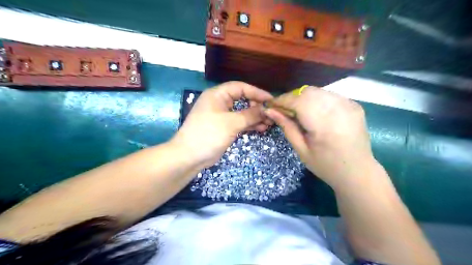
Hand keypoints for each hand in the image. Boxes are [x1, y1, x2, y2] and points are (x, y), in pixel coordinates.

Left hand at [173, 81, 273, 166]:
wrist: (190, 156)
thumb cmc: (209, 134)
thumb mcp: (232, 123)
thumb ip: (250, 114)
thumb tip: (266, 109)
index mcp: (218, 95)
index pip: (240, 87)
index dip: (257, 92)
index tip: (271, 100)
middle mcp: (220, 102)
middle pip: (242, 99)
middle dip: (257, 106)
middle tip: (270, 114)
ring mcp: (221, 116)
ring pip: (242, 112)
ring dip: (255, 117)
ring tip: (269, 123)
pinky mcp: (223, 127)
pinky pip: (239, 122)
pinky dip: (249, 125)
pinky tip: (261, 129)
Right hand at [265, 87, 371, 188]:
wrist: (358, 172)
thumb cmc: (326, 166)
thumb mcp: (301, 149)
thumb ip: (286, 127)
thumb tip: (270, 110)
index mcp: (323, 124)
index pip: (297, 101)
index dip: (281, 100)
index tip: (271, 105)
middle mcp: (338, 109)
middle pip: (307, 92)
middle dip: (292, 98)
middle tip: (284, 110)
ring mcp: (349, 104)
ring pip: (318, 91)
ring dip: (304, 98)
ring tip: (298, 111)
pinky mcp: (354, 105)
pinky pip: (329, 95)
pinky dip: (317, 100)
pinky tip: (315, 112)